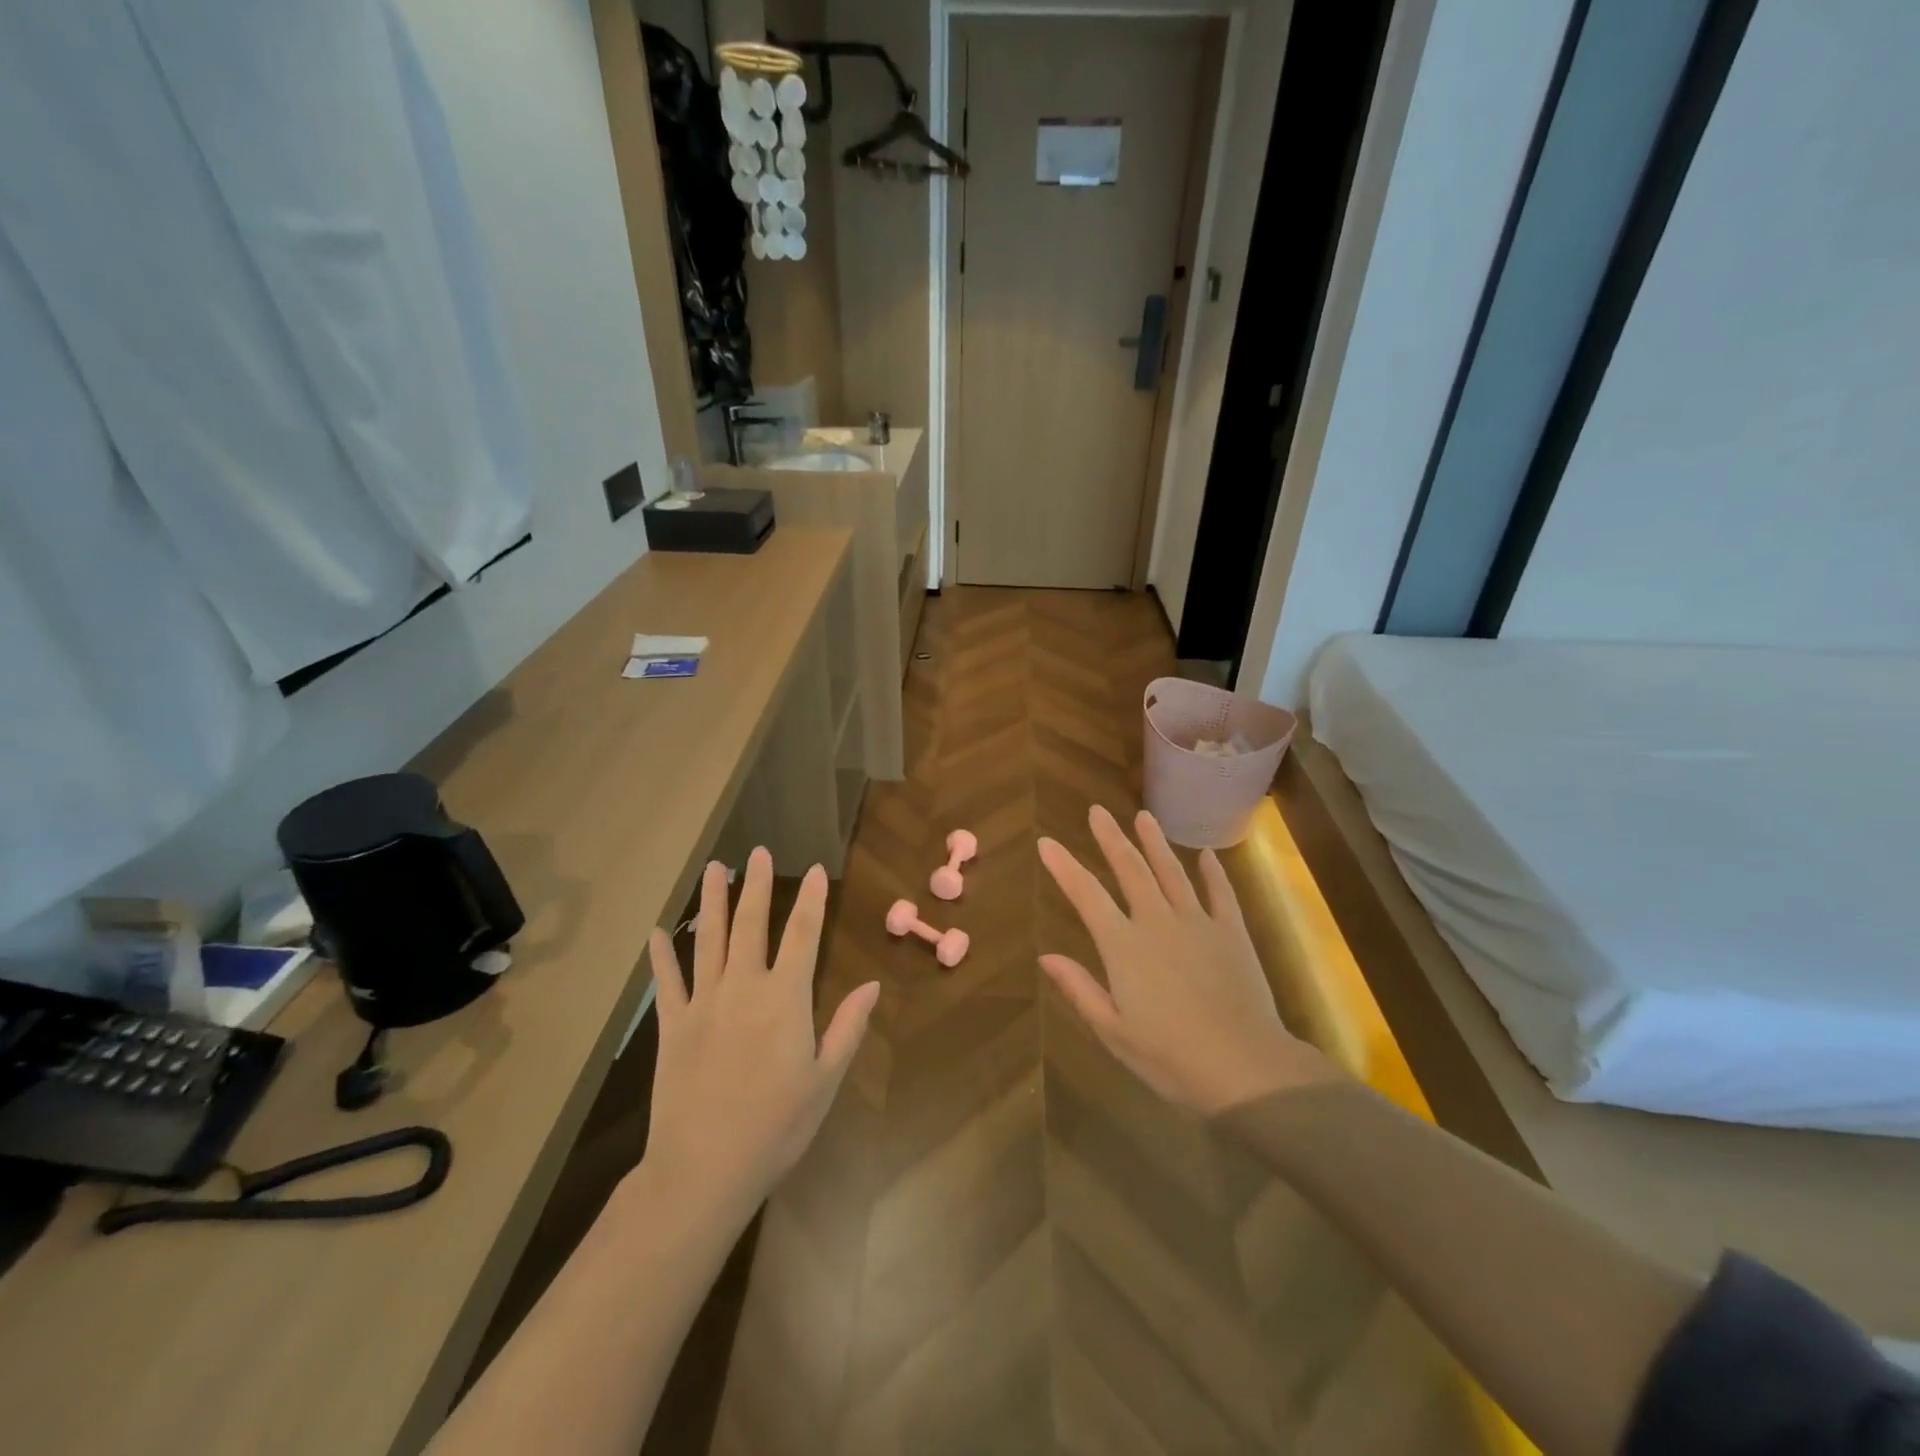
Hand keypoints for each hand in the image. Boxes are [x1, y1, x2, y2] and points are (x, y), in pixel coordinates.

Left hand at [643, 848, 878, 1222]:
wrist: (703, 1169)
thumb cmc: (776, 1127)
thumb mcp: (825, 1080)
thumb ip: (847, 1027)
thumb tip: (871, 984)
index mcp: (785, 999)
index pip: (804, 935)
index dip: (812, 900)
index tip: (816, 870)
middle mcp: (743, 988)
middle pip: (751, 925)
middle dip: (757, 886)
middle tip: (758, 851)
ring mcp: (703, 1004)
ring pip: (708, 941)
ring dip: (712, 902)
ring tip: (714, 868)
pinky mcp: (672, 1026)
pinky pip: (667, 982)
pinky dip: (662, 955)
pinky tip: (658, 931)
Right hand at [1038, 806, 1340, 1114]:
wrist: (1244, 1067)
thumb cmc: (1170, 1057)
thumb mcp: (1113, 1031)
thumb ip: (1079, 989)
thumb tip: (1046, 957)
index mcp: (1123, 946)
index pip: (1086, 895)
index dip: (1064, 867)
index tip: (1046, 842)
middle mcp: (1157, 922)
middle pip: (1130, 870)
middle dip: (1111, 838)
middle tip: (1097, 811)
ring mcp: (1197, 923)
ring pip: (1171, 872)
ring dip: (1155, 843)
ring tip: (1143, 816)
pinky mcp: (1232, 933)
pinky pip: (1220, 893)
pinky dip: (1212, 872)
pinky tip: (1206, 854)